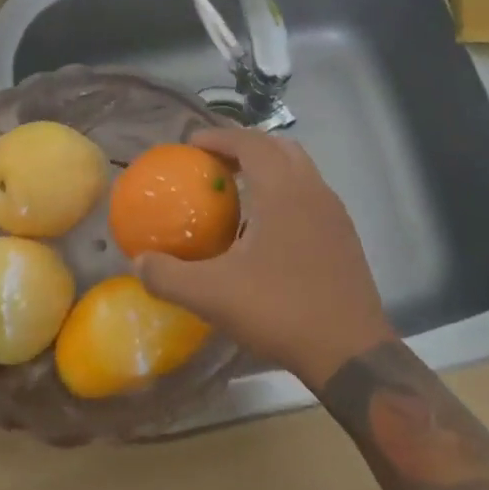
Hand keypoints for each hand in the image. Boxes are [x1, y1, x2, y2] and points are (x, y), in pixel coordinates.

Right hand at [137, 128, 393, 387]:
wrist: (349, 352)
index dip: (219, 137)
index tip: (191, 145)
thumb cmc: (280, 310)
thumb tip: (138, 262)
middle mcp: (313, 190)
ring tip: (238, 192)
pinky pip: (311, 196)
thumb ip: (168, 276)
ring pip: (300, 170)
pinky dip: (286, 193)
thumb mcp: (212, 295)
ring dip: (269, 168)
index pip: (250, 143)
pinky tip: (267, 229)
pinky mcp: (345, 236)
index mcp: (283, 191)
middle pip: (279, 147)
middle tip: (215, 164)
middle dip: (245, 147)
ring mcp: (334, 213)